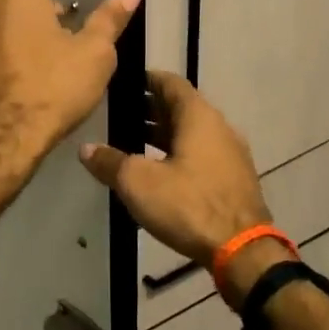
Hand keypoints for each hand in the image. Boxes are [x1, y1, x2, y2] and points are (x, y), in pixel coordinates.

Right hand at [78, 70, 269, 269]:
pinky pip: (201, 156)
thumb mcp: (138, 182)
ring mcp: (230, 154)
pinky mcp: (234, 180)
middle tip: (118, 117)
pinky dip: (178, 155)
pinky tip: (158, 173)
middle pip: (181, 108)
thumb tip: (86, 149)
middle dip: (150, 110)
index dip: (145, 80)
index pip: (170, 82)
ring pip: (191, 134)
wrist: (242, 249)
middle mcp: (219, 127)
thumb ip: (110, 161)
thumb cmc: (188, 204)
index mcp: (198, 116)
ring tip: (131, 145)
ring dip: (163, 136)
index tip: (122, 85)